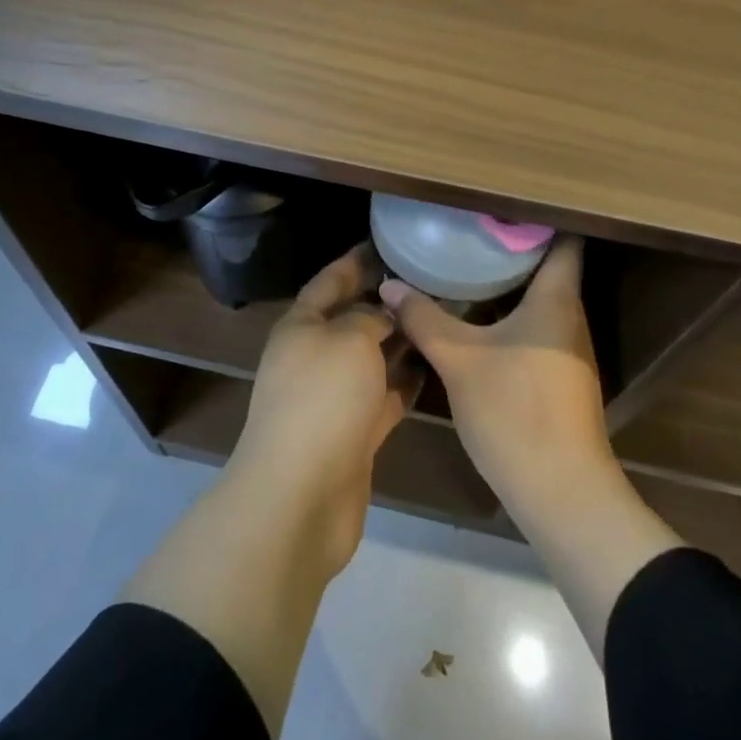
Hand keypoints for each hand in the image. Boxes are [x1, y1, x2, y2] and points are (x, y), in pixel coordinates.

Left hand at [229, 245, 419, 573]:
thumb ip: (370, 318)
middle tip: (428, 282)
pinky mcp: (353, 435)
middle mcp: (313, 358)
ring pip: (370, 360)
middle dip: (384, 302)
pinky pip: (383, 398)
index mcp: (300, 327)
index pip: (328, 282)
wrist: (300, 495)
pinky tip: (435, 368)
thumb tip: (382, 313)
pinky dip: (404, 383)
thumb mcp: (349, 340)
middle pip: (351, 321)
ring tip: (440, 318)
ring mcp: (332, 399)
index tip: (385, 244)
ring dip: (400, 343)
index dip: (354, 262)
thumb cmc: (322, 399)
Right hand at [380, 237, 612, 514]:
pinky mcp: (560, 376)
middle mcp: (569, 317)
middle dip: (512, 247)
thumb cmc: (516, 412)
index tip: (499, 203)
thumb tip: (389, 286)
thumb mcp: (459, 360)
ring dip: (510, 282)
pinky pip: (536, 326)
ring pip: (541, 299)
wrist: (562, 493)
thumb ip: (424, 319)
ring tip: (468, 263)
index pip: (563, 241)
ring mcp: (568, 349)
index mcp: (556, 300)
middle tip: (469, 229)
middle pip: (549, 267)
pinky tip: (478, 316)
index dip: (538, 217)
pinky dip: (511, 313)